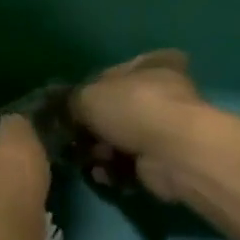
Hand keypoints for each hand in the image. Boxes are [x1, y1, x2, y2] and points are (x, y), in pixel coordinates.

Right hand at [71, 50, 207, 200]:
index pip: (115, 73)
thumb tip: (68, 111)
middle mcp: (162, 94)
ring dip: (100, 152)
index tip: (75, 106)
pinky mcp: (163, 161)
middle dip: (93, 128)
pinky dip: (114, 170)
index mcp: (152, 65)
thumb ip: (72, 101)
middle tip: (75, 137)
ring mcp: (165, 130)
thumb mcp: (88, 95)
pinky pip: (129, 165)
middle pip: (116, 111)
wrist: (171, 152)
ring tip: (89, 158)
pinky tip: (103, 173)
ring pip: (120, 140)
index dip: (91, 89)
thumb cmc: (133, 108)